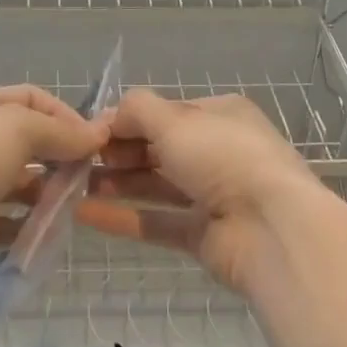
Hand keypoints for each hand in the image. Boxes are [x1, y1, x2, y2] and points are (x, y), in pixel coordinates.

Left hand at [0, 85, 107, 307]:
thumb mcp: (18, 130)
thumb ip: (60, 131)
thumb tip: (96, 135)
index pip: (32, 98)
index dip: (66, 115)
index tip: (95, 142)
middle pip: (26, 139)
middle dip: (59, 154)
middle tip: (88, 176)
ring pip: (17, 181)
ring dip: (46, 192)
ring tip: (72, 207)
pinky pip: (4, 220)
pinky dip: (26, 224)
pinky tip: (46, 233)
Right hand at [77, 89, 324, 294]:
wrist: (273, 229)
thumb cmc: (223, 157)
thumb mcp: (175, 119)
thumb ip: (137, 110)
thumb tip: (108, 115)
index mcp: (220, 115)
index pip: (165, 111)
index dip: (127, 119)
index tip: (91, 130)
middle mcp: (218, 151)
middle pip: (159, 148)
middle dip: (119, 151)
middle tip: (79, 159)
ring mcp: (213, 195)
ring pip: (156, 185)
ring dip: (117, 183)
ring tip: (73, 184)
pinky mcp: (205, 235)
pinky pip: (157, 221)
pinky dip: (123, 217)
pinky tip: (84, 215)